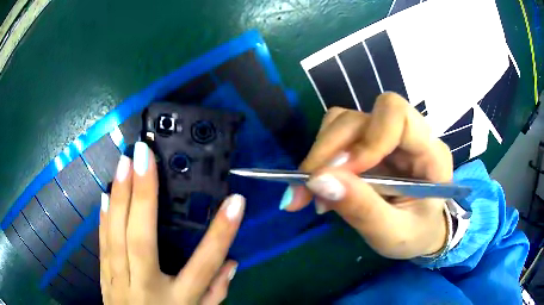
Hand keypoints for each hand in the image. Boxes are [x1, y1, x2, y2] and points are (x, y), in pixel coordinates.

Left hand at [99, 142, 244, 304]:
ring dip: (119, 197)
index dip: (221, 234)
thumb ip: (216, 293)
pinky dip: (104, 218)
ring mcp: (119, 282)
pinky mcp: (104, 278)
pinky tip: (106, 195)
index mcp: (177, 301)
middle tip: (144, 155)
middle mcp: (145, 288)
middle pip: (142, 241)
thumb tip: (232, 262)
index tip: (236, 201)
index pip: (204, 266)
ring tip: (124, 163)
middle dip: (143, 196)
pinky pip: (103, 245)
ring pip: (115, 237)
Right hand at [283, 93, 452, 258]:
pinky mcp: (368, 143)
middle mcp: (408, 135)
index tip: (342, 173)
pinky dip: (320, 158)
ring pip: (342, 122)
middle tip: (308, 190)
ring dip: (320, 155)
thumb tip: (319, 181)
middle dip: (328, 151)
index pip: (398, 115)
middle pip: (360, 118)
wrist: (420, 231)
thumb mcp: (393, 234)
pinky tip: (321, 187)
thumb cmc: (416, 234)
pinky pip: (336, 134)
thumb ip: (363, 209)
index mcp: (430, 152)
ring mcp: (386, 136)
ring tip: (313, 194)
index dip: (367, 138)